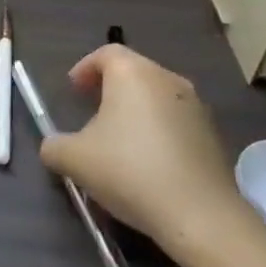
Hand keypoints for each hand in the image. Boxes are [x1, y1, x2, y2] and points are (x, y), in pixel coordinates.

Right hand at [39, 45, 254, 259]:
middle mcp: (167, 80)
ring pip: (157, 97)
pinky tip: (148, 163)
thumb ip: (54, 147)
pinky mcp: (212, 134)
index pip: (106, 53)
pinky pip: (176, 121)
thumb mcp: (74, 160)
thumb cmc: (129, 171)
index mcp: (133, 74)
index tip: (74, 90)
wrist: (199, 213)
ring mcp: (195, 106)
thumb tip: (53, 147)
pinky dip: (158, 131)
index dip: (86, 68)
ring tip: (119, 141)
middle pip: (134, 72)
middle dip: (110, 88)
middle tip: (92, 112)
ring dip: (136, 110)